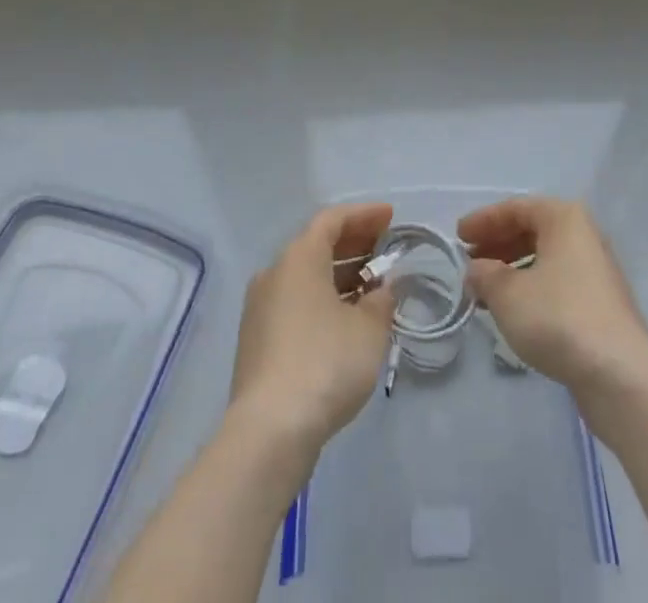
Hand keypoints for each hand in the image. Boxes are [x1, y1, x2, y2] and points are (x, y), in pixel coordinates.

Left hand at [229, 203, 395, 454]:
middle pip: (316, 245)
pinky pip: (295, 303)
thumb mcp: (369, 329)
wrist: (269, 431)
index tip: (390, 217)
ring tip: (372, 287)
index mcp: (299, 257)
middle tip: (385, 249)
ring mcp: (260, 308)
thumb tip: (381, 289)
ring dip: (339, 275)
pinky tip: (346, 320)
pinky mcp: (256, 341)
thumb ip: (380, 301)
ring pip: (305, 277)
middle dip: (353, 244)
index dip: (364, 215)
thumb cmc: (325, 363)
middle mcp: (274, 273)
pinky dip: (323, 300)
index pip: (332, 220)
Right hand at [458, 196, 647, 395]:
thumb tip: (476, 271)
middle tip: (470, 263)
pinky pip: (558, 283)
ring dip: (512, 270)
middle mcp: (584, 236)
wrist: (618, 374)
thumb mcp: (507, 293)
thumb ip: (484, 274)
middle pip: (532, 230)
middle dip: (497, 245)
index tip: (458, 237)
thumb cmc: (557, 317)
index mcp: (564, 218)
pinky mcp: (602, 305)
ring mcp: (597, 271)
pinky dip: (532, 289)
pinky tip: (514, 312)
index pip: (516, 208)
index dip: (483, 220)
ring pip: (545, 259)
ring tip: (485, 292)